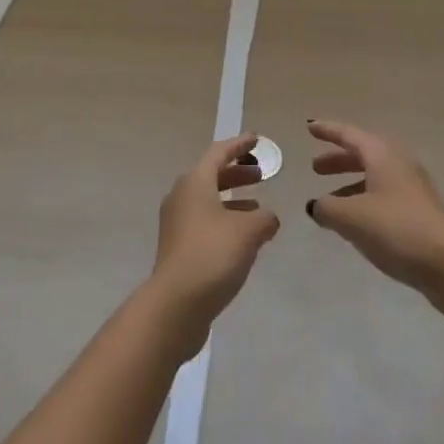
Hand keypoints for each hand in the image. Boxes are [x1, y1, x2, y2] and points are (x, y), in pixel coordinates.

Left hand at [148, 133, 279, 356]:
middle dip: (237, 173)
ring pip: (208, 201)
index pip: (219, 152)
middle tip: (261, 174)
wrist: (175, 305)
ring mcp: (176, 223)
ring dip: (233, 200)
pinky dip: (225, 220)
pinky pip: (205, 222)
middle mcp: (181, 196)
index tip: (256, 139)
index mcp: (195, 182)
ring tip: (258, 207)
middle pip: (212, 175)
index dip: (240, 145)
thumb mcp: (248, 231)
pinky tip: (243, 238)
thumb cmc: (213, 254)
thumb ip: (264, 218)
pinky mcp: (177, 248)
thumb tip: (268, 218)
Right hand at [305, 120, 443, 310]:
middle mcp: (398, 163)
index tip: (309, 127)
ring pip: (374, 176)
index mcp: (381, 154)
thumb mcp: (352, 217)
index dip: (327, 131)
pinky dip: (364, 200)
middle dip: (338, 160)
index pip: (348, 135)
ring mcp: (412, 187)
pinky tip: (355, 223)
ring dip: (350, 183)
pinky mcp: (419, 211)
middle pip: (362, 154)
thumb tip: (315, 205)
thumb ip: (327, 208)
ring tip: (330, 201)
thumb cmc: (397, 229)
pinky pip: (384, 195)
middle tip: (315, 168)